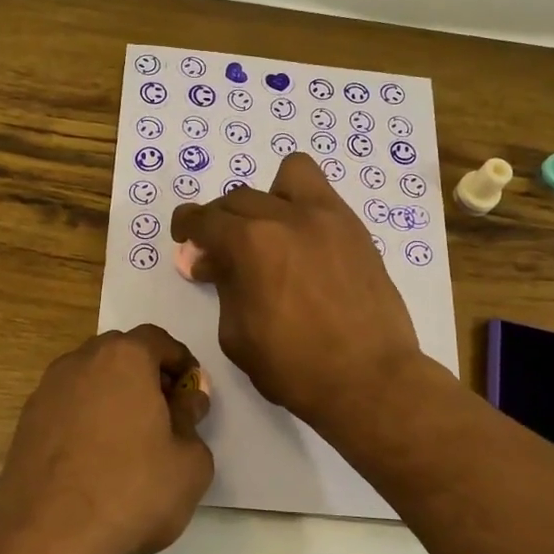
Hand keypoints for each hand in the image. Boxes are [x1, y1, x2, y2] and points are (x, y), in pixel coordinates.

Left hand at [0, 326, 214, 553]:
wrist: (46, 537)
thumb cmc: (131, 492)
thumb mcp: (190, 462)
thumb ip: (193, 419)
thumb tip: (187, 399)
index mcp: (124, 358)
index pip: (159, 340)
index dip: (182, 363)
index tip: (193, 395)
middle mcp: (80, 361)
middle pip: (122, 354)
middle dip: (147, 376)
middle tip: (166, 415)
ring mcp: (46, 391)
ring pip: (91, 379)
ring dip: (114, 397)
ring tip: (131, 440)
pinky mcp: (26, 423)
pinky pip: (68, 407)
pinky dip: (87, 419)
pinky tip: (96, 459)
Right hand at [170, 153, 423, 431]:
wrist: (369, 379)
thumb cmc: (293, 367)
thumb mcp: (236, 334)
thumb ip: (222, 286)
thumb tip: (213, 262)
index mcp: (250, 244)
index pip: (205, 218)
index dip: (187, 226)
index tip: (185, 238)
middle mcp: (287, 217)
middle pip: (239, 198)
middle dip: (221, 221)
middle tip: (221, 253)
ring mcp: (328, 218)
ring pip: (289, 175)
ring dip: (267, 197)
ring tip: (269, 231)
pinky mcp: (356, 230)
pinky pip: (322, 195)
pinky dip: (302, 206)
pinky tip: (302, 242)